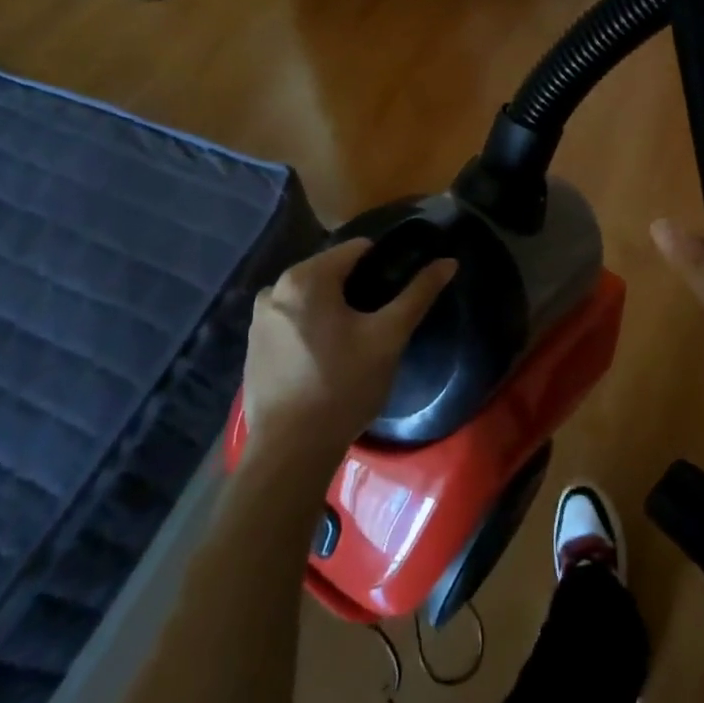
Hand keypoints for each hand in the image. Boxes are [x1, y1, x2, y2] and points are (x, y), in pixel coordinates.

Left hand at [241, 239, 456, 470]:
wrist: (290, 452)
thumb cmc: (343, 386)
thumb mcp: (389, 337)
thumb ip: (418, 294)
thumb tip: (449, 262)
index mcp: (305, 277)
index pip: (358, 250)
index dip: (386, 265)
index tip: (400, 290)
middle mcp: (275, 289)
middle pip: (332, 272)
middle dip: (359, 289)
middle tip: (382, 321)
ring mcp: (259, 319)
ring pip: (312, 298)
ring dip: (335, 309)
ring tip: (358, 341)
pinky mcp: (254, 347)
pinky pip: (293, 321)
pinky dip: (313, 328)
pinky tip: (328, 358)